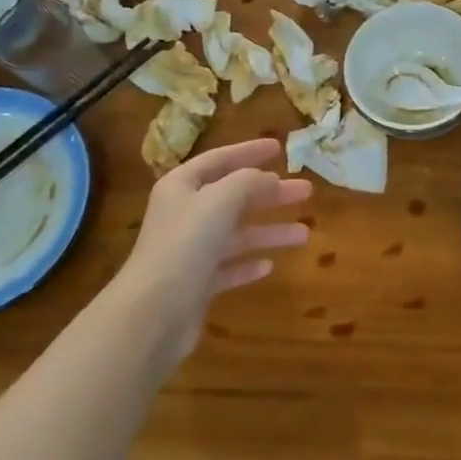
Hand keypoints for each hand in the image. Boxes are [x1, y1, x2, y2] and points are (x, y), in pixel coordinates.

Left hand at [118, 138, 310, 368]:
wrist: (154, 312)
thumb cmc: (186, 244)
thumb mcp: (221, 200)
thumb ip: (249, 182)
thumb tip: (270, 179)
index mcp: (182, 187)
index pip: (219, 160)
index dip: (249, 151)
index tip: (279, 148)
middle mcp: (184, 215)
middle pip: (233, 197)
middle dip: (270, 194)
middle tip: (306, 191)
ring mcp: (190, 252)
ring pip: (237, 234)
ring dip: (269, 232)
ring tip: (305, 234)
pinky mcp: (196, 284)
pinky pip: (229, 268)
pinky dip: (249, 264)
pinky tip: (270, 265)